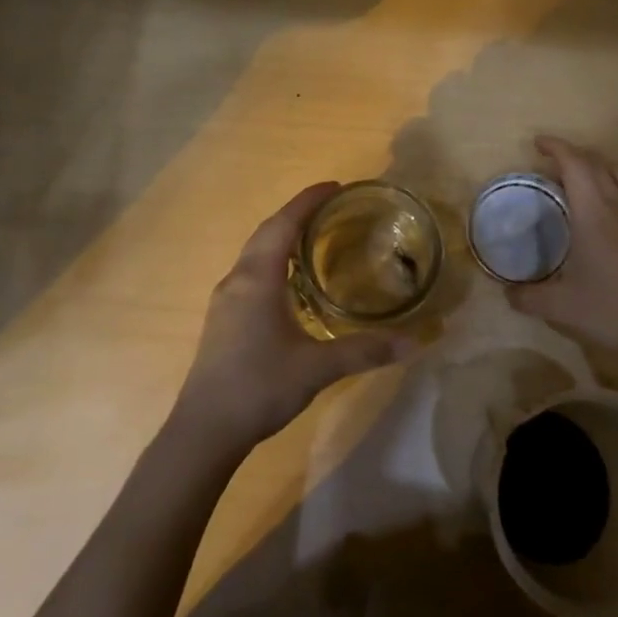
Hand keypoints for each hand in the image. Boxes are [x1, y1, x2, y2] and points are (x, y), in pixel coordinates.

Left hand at [172, 182, 413, 455]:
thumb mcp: (318, 367)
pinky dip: (272, 262)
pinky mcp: (222, 319)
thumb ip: (365, 351)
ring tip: (314, 239)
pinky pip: (250, 273)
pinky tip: (290, 283)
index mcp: (257, 279)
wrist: (205, 429)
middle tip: (331, 209)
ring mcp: (225, 300)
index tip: (334, 187)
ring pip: (254, 254)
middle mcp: (237, 280)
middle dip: (296, 215)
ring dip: (281, 238)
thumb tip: (413, 343)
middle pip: (266, 233)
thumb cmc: (260, 387)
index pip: (283, 225)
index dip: (307, 201)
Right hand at [508, 136, 617, 365]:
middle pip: (599, 164)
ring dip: (603, 166)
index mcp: (594, 214)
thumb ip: (526, 296)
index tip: (538, 144)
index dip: (556, 148)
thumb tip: (507, 290)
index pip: (576, 165)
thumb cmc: (609, 311)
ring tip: (587, 177)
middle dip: (574, 155)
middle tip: (552, 164)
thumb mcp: (557, 308)